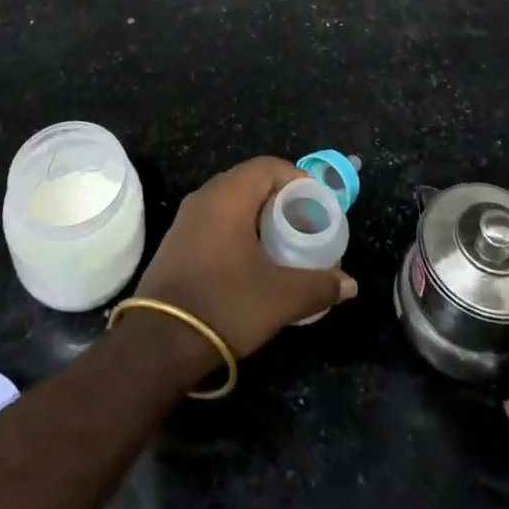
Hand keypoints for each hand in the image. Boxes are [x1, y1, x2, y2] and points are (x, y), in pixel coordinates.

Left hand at [132, 157, 357, 357]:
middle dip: (281, 197)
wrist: (159, 342)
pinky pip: (216, 220)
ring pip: (231, 201)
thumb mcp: (280, 297)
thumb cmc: (224, 304)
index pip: (268, 166)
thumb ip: (319, 285)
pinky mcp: (177, 242)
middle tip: (306, 222)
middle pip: (249, 180)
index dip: (297, 178)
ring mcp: (186, 219)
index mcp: (227, 196)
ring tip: (284, 241)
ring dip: (259, 214)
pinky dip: (239, 228)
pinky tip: (253, 259)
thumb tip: (350, 284)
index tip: (319, 203)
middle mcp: (204, 197)